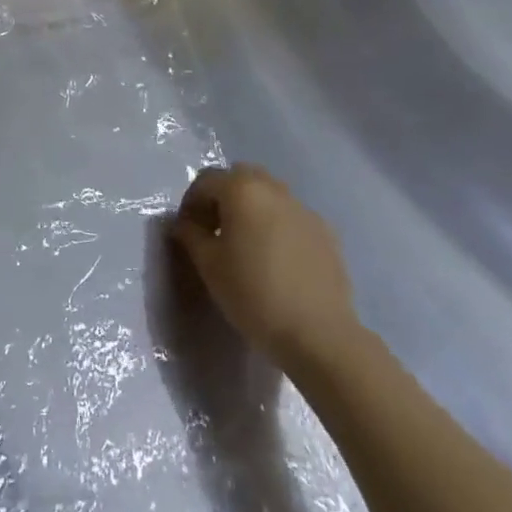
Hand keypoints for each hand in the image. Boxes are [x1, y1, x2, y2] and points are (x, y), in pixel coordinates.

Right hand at [170, 165, 359, 374]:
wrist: (318, 334)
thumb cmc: (253, 294)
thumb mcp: (208, 265)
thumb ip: (190, 235)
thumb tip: (184, 224)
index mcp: (243, 191)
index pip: (206, 180)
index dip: (190, 202)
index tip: (187, 231)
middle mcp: (275, 190)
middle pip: (241, 178)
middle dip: (222, 196)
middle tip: (213, 229)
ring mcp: (305, 210)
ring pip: (269, 195)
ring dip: (251, 208)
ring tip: (244, 244)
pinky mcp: (327, 233)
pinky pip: (291, 216)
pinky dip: (276, 225)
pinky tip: (274, 259)